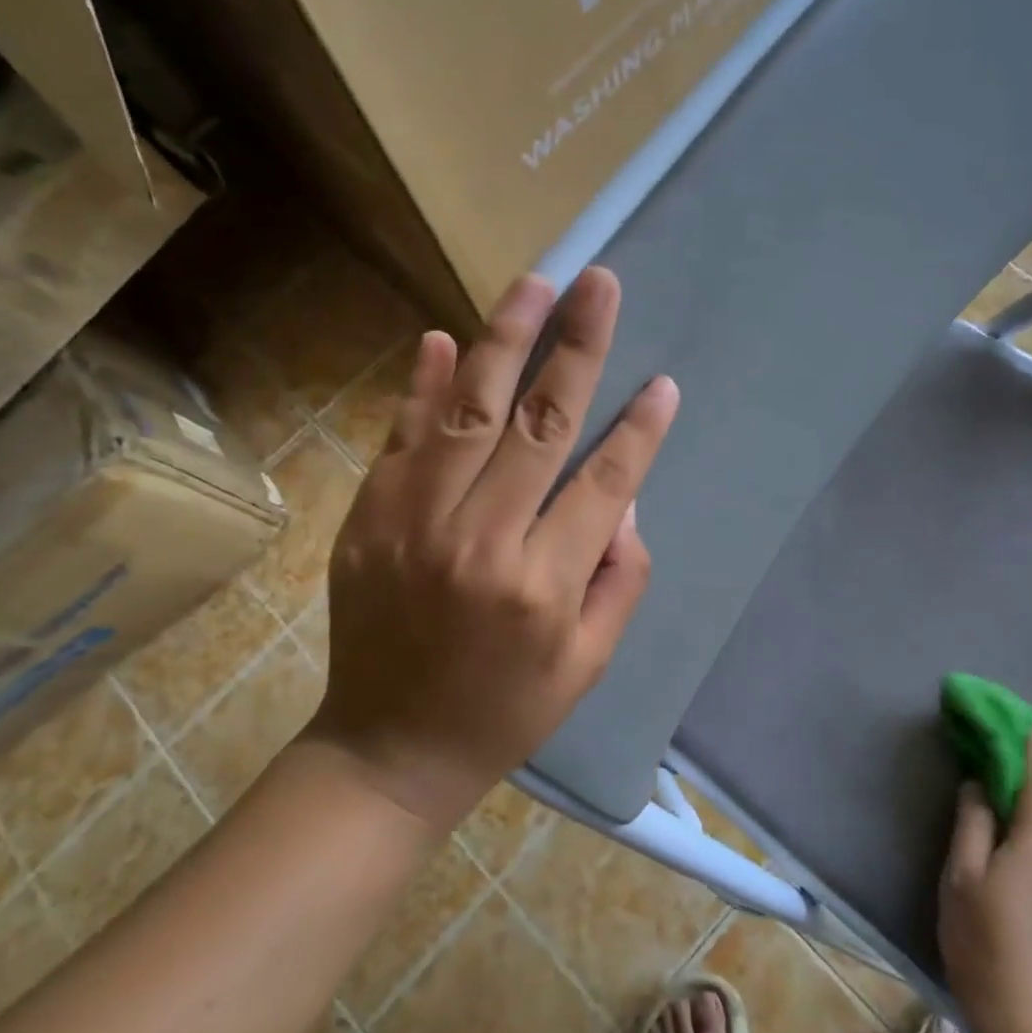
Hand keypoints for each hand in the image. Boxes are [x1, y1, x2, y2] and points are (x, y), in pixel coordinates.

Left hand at [306, 268, 678, 830]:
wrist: (389, 748)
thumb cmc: (504, 710)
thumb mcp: (588, 664)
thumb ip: (620, 579)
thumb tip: (622, 498)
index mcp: (543, 585)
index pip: (605, 483)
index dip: (640, 430)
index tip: (663, 383)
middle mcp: (481, 541)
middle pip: (540, 424)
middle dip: (577, 347)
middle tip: (600, 284)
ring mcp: (415, 522)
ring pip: (469, 411)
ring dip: (505, 341)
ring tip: (534, 285)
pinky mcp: (368, 518)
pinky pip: (401, 437)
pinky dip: (422, 385)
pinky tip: (443, 338)